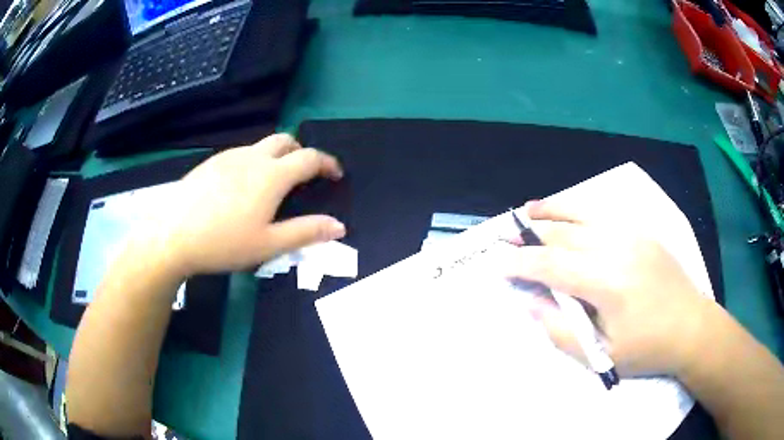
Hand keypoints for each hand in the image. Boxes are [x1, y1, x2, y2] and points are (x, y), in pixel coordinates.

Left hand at [134, 133, 345, 277]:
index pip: (309, 158)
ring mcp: (229, 157)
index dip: (328, 163)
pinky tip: (241, 188)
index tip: (335, 174)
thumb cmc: (223, 243)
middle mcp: (253, 157)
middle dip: (301, 151)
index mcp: (272, 175)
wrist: (172, 235)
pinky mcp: (211, 162)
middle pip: (286, 140)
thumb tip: (339, 226)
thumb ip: (306, 232)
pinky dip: (254, 162)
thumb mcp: (269, 244)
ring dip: (276, 156)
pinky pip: (241, 154)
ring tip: (272, 184)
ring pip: (262, 145)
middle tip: (304, 174)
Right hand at [507, 199, 715, 376]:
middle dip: (530, 237)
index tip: (496, 264)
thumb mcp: (601, 354)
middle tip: (505, 239)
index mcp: (608, 282)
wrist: (691, 327)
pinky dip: (578, 211)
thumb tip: (531, 302)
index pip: (552, 266)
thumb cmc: (647, 348)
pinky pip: (603, 215)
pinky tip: (567, 212)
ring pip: (582, 216)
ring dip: (552, 213)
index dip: (520, 264)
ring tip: (527, 212)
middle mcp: (618, 247)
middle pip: (563, 236)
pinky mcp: (642, 231)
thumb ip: (560, 330)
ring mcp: (632, 234)